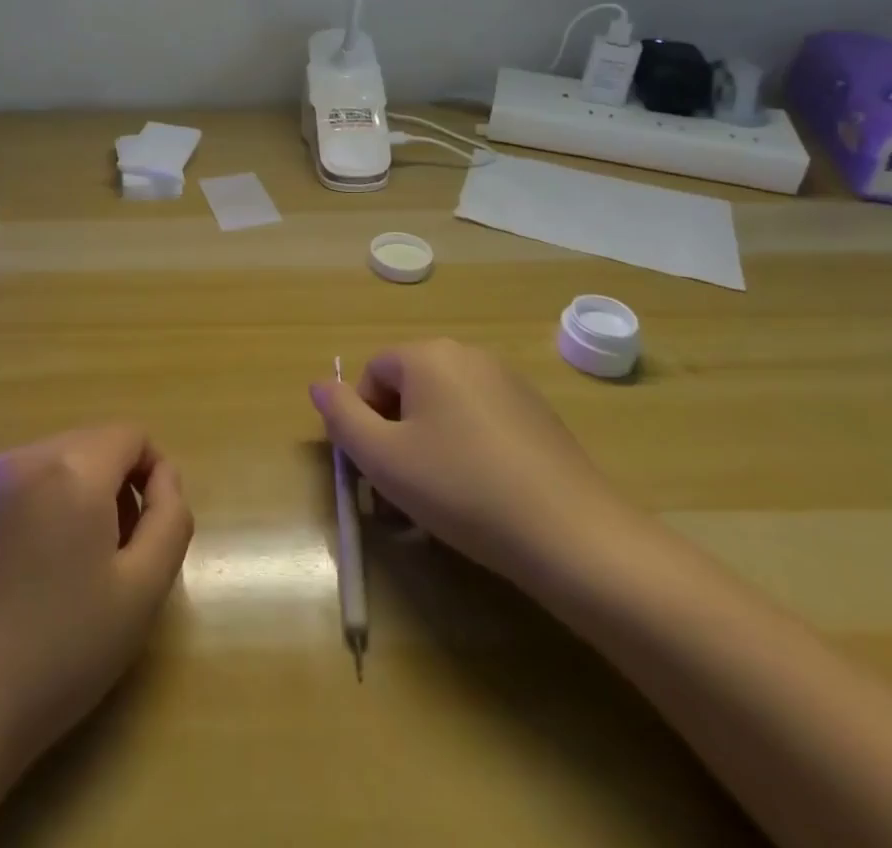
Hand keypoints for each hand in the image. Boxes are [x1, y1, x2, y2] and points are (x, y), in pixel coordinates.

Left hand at [0, 425, 193, 775]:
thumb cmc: (59, 652)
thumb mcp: (142, 592)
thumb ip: (169, 518)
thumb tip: (163, 475)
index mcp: (73, 470)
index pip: (129, 437)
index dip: (149, 474)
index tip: (144, 529)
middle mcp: (23, 458)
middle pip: (85, 446)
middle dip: (107, 486)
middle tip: (104, 555)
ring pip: (44, 464)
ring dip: (63, 496)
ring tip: (55, 567)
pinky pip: (2, 487)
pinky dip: (21, 510)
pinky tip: (10, 572)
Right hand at [310, 339, 634, 581]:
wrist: (572, 535)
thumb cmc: (461, 489)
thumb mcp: (383, 458)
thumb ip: (341, 416)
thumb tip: (319, 384)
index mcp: (428, 356)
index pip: (373, 374)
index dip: (364, 421)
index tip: (376, 469)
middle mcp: (468, 355)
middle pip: (409, 389)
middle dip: (395, 436)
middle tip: (401, 491)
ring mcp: (508, 383)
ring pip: (445, 409)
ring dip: (428, 447)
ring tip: (438, 502)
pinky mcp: (537, 414)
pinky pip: (481, 422)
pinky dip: (467, 451)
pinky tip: (480, 496)